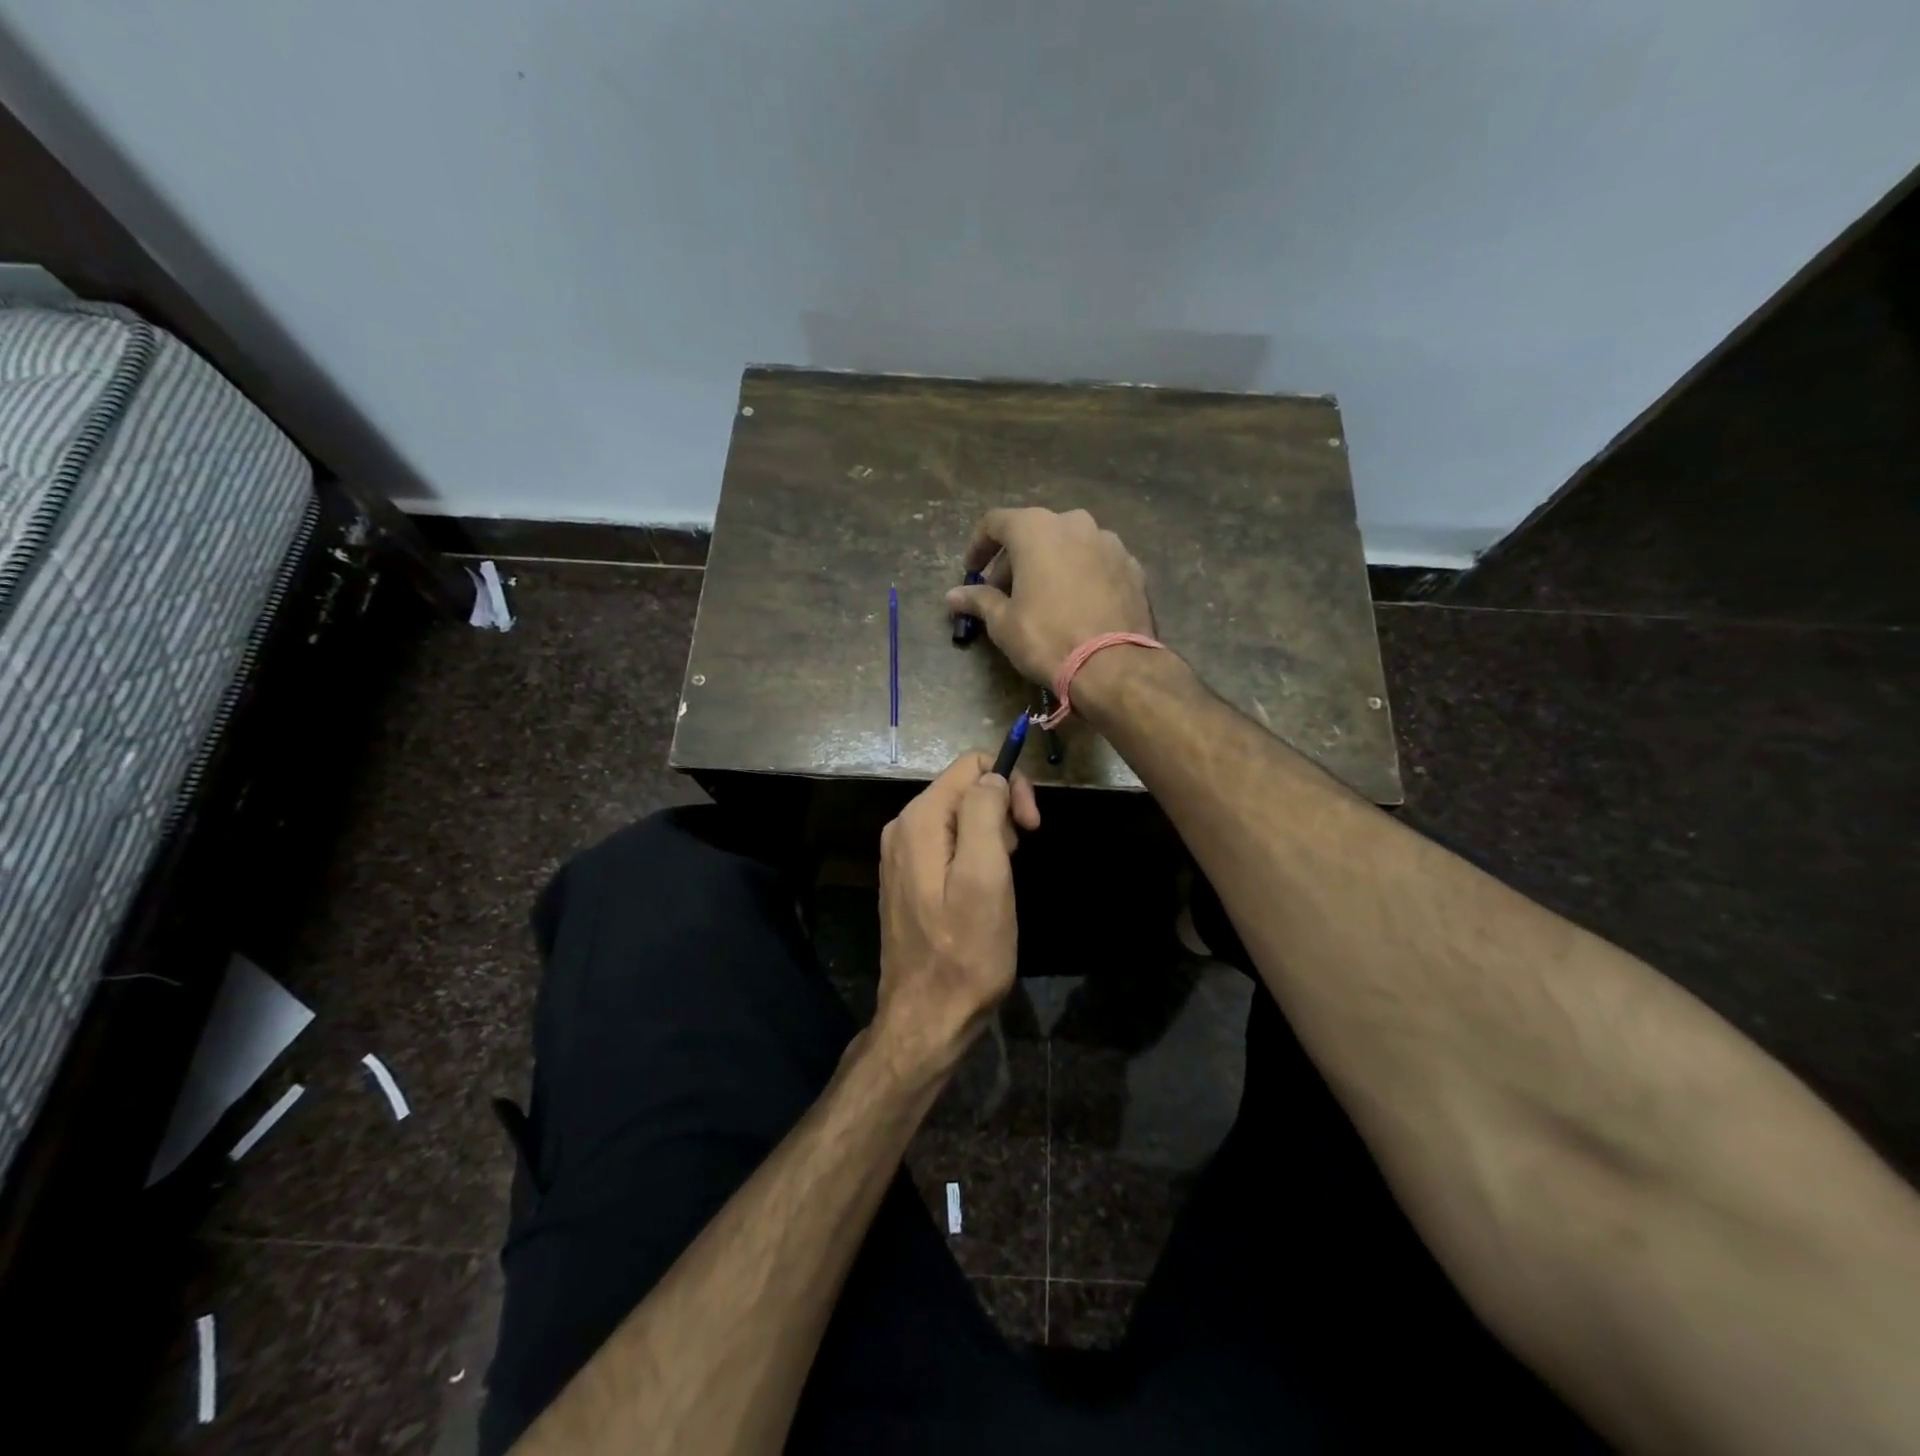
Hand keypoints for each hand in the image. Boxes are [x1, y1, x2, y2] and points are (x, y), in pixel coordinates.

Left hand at [876, 752, 1041, 1080]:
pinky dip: (975, 857)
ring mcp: (902, 854)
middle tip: (1017, 859)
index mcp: (919, 820)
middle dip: (1001, 813)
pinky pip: (949, 845)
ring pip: (961, 818)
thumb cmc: (966, 952)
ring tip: (1000, 881)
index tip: (1030, 827)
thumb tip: (992, 778)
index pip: (970, 766)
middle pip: (965, 789)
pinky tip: (983, 891)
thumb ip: (985, 815)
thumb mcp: (986, 878)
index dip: (1009, 786)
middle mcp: (903, 828)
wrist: (928, 1016)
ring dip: (991, 838)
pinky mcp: (909, 878)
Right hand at [944, 507, 1153, 685]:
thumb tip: (953, 596)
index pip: (996, 523)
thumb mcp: (1004, 623)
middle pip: (1034, 533)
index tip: (972, 572)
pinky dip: (1080, 575)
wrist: (1114, 665)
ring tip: (1043, 599)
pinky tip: (1076, 605)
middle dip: (1015, 561)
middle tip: (1004, 594)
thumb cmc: (1048, 638)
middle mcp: (1075, 523)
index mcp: (1037, 529)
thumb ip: (979, 600)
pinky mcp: (1132, 566)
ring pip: (1069, 545)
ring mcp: (1109, 543)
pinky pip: (1096, 563)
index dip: (979, 546)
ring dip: (1050, 565)